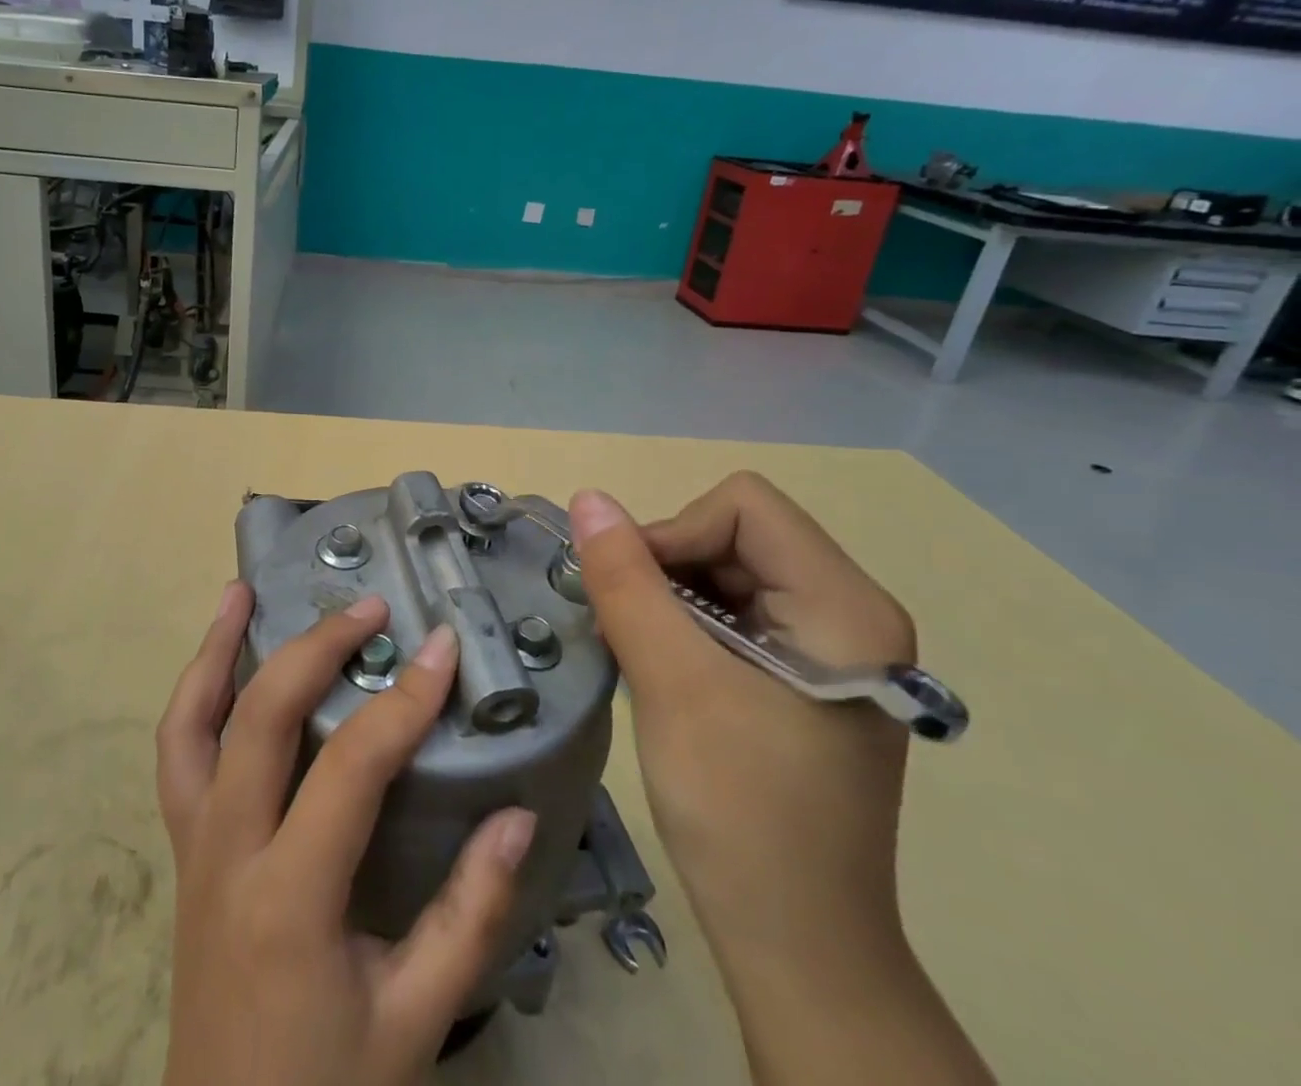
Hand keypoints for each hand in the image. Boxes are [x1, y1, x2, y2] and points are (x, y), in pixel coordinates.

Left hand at [157, 582, 538, 1085]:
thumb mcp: (416, 1020)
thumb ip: (471, 916)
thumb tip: (516, 815)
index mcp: (290, 898)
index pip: (349, 768)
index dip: (402, 700)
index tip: (440, 646)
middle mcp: (226, 854)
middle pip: (259, 718)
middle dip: (316, 648)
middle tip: (366, 608)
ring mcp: (191, 847)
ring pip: (188, 725)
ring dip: (215, 650)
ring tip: (243, 591)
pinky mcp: (181, 850)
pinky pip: (175, 756)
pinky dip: (194, 696)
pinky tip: (217, 662)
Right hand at [570, 474, 913, 965]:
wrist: (794, 942)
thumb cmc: (741, 810)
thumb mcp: (672, 682)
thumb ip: (626, 581)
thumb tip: (587, 497)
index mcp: (847, 606)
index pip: (744, 508)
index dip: (674, 533)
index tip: (632, 595)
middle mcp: (850, 611)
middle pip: (736, 533)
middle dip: (668, 567)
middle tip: (629, 630)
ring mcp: (829, 644)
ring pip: (726, 569)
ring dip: (669, 597)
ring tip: (640, 653)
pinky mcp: (802, 673)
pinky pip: (732, 610)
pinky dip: (683, 624)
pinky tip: (662, 668)